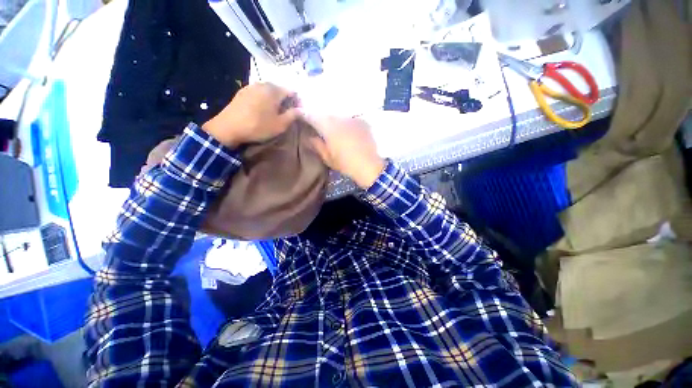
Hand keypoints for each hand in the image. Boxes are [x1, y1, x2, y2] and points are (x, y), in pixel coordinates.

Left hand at [202, 83, 300, 146]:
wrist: (229, 127)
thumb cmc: (258, 126)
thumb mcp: (280, 124)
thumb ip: (293, 115)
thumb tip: (302, 110)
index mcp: (274, 91)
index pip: (291, 91)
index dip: (297, 101)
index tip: (298, 112)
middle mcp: (263, 84)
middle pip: (279, 89)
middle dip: (285, 99)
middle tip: (287, 112)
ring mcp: (251, 86)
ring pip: (268, 90)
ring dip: (274, 99)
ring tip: (275, 111)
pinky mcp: (242, 92)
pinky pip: (258, 92)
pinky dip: (264, 99)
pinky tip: (262, 109)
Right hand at [306, 116, 385, 188]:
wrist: (369, 166)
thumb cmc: (346, 164)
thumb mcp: (329, 158)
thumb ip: (317, 146)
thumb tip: (310, 137)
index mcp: (329, 128)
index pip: (312, 116)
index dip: (304, 114)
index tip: (299, 115)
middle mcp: (339, 119)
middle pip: (325, 114)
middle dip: (319, 118)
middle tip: (316, 125)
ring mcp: (352, 119)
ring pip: (338, 116)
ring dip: (332, 121)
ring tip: (332, 129)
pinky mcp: (362, 122)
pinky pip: (349, 119)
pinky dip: (344, 123)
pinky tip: (345, 131)